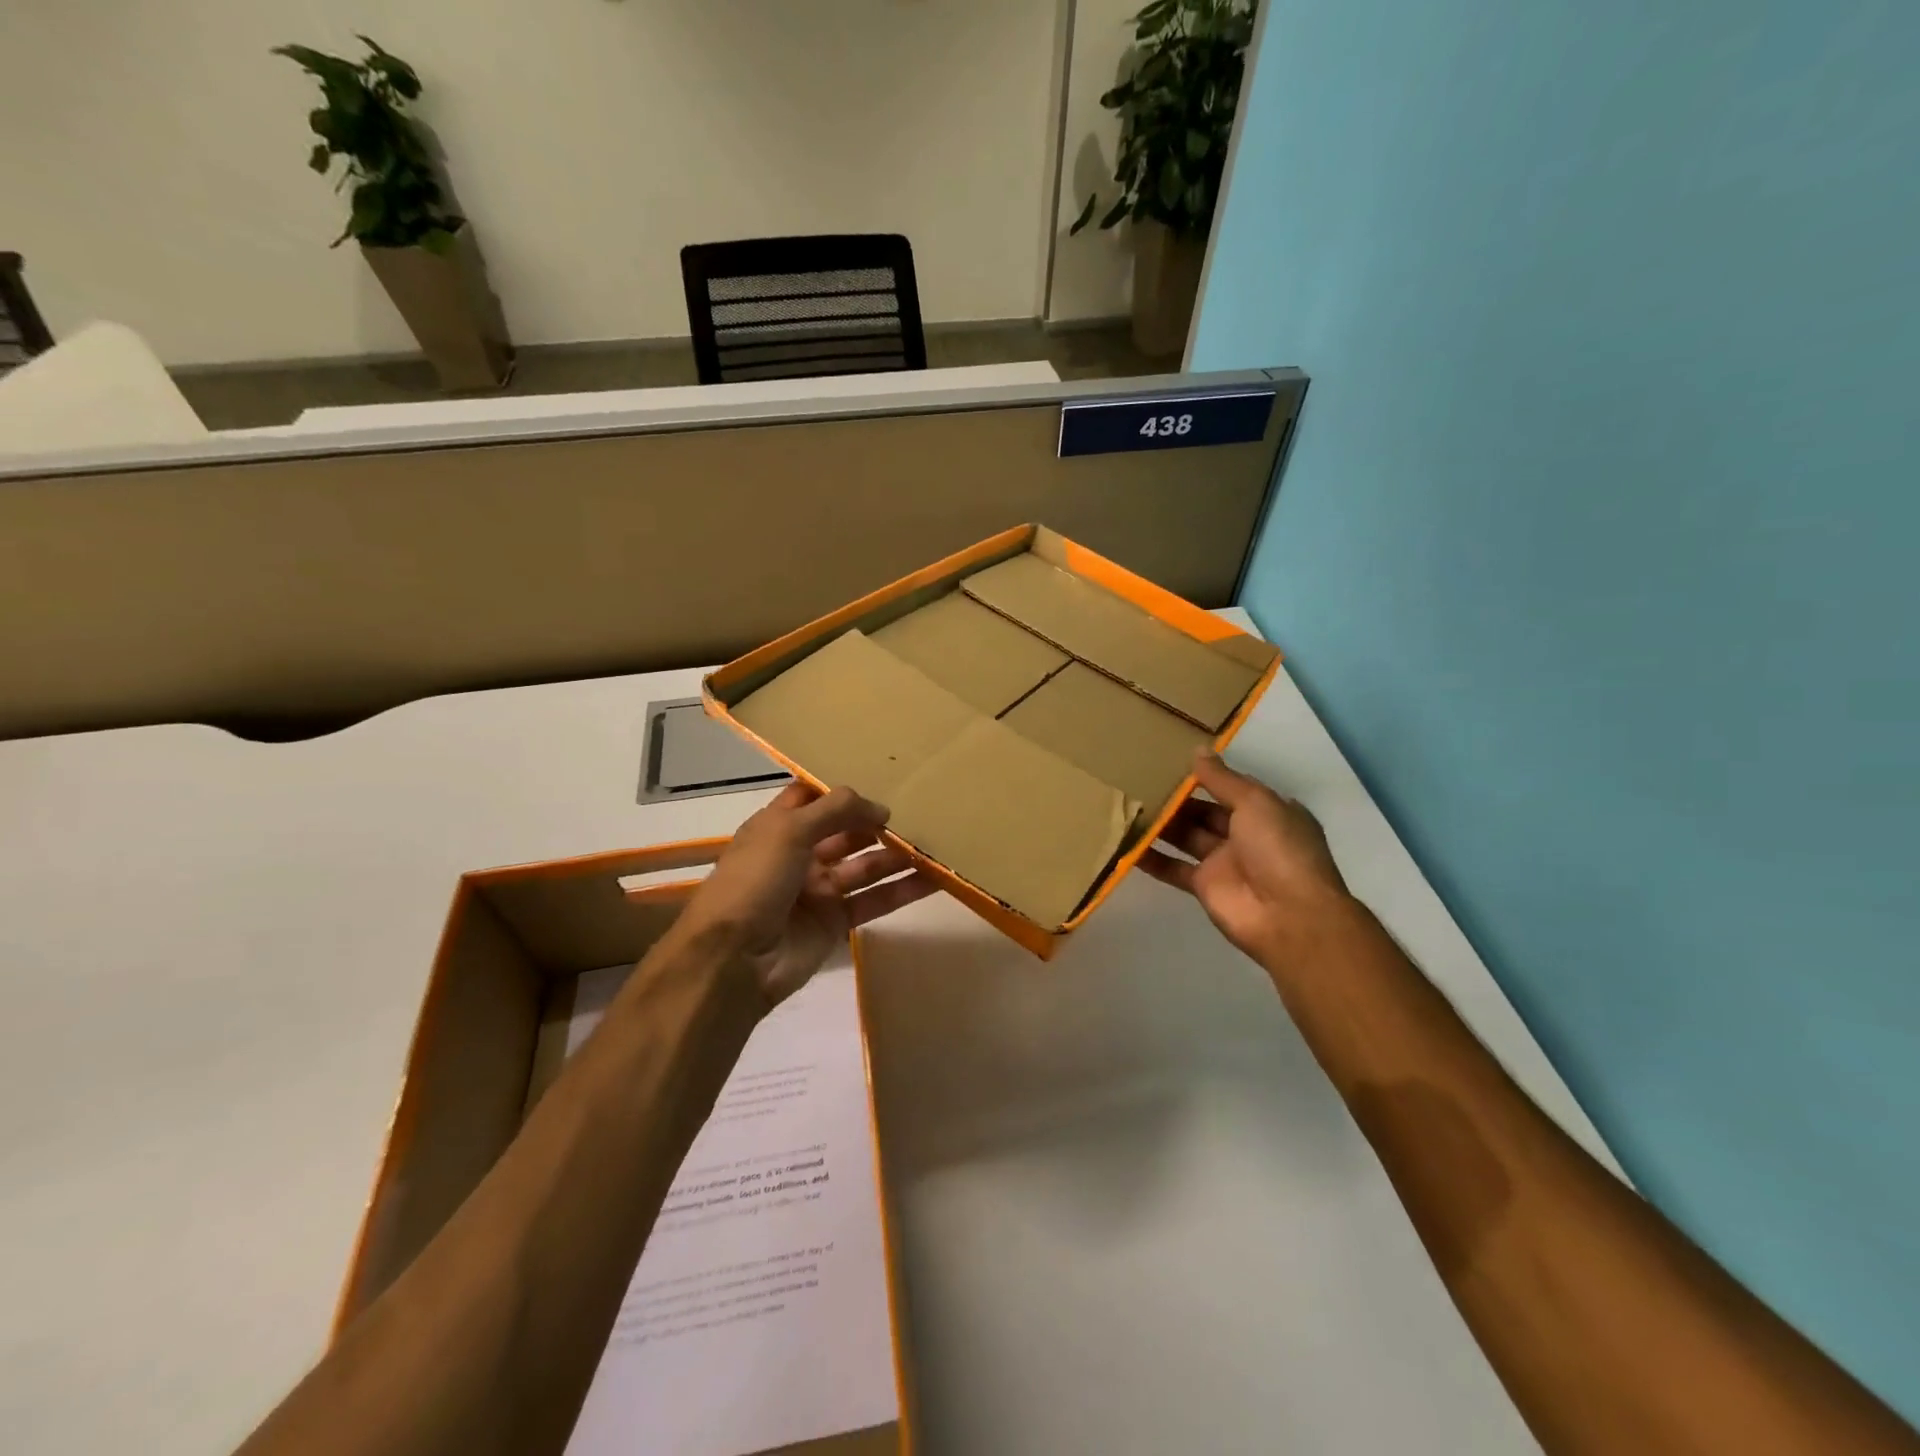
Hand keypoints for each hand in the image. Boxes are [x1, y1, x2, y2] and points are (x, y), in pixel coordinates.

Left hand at [678, 783, 936, 1008]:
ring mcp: (819, 890)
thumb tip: (881, 808)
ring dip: (896, 855)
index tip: (879, 778)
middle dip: (876, 822)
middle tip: (920, 811)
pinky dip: (902, 891)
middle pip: (846, 831)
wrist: (733, 960)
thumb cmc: (754, 881)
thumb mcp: (788, 830)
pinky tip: (933, 879)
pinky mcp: (836, 922)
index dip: (840, 790)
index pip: (812, 798)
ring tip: (935, 842)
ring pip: (865, 866)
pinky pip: (874, 900)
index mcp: (778, 827)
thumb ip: (836, 809)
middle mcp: (800, 854)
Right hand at [1141, 753, 1354, 970]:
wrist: (1289, 917)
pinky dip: (1150, 857)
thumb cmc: (1279, 848)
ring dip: (1160, 824)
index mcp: (1267, 811)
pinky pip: (1172, 867)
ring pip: (1185, 836)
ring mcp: (1223, 862)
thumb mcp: (1256, 802)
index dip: (1205, 775)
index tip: (1170, 760)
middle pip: (1203, 811)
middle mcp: (1246, 834)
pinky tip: (1123, 843)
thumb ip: (1223, 779)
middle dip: (1176, 799)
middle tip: (1137, 779)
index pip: (1231, 787)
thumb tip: (1197, 751)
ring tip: (1126, 804)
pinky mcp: (1203, 887)